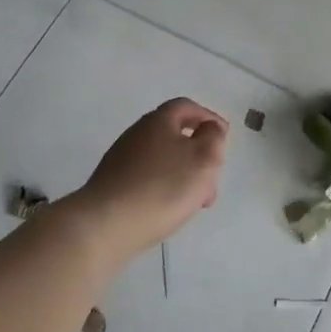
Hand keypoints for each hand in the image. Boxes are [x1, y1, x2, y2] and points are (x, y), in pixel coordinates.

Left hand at [69, 98, 228, 258]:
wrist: (106, 224)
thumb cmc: (163, 187)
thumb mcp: (204, 158)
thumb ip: (214, 138)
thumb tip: (209, 129)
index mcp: (158, 121)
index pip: (186, 107)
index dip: (208, 117)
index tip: (224, 136)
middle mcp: (137, 134)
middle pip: (174, 135)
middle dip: (198, 154)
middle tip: (212, 178)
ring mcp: (121, 160)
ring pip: (163, 160)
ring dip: (183, 175)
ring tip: (195, 202)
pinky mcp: (113, 184)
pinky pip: (147, 178)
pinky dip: (164, 188)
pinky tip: (169, 210)